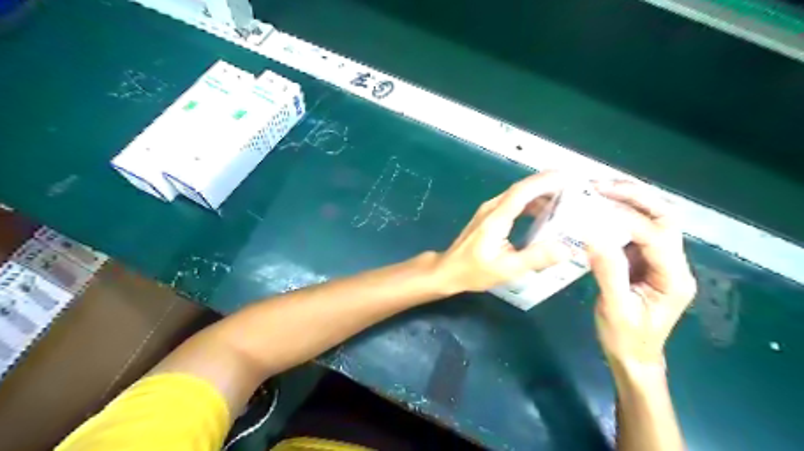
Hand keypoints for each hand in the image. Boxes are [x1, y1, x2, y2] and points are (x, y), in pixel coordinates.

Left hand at [438, 172, 574, 294]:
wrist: (448, 270)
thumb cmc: (475, 271)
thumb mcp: (507, 269)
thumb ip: (535, 258)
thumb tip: (565, 248)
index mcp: (496, 218)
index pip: (522, 192)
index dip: (544, 182)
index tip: (567, 177)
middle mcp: (492, 208)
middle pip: (521, 189)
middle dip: (546, 184)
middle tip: (572, 187)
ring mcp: (488, 211)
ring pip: (516, 195)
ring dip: (538, 193)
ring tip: (563, 199)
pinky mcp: (488, 216)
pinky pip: (511, 202)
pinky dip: (529, 202)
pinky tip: (541, 212)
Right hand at [585, 180, 697, 365]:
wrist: (633, 356)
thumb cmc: (626, 337)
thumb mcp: (615, 308)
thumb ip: (608, 272)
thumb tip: (593, 236)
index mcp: (673, 277)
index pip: (655, 236)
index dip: (626, 218)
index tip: (595, 207)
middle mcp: (673, 263)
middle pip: (664, 217)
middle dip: (635, 197)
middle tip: (601, 186)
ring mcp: (660, 260)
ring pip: (653, 218)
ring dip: (629, 200)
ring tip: (599, 190)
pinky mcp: (645, 260)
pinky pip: (636, 229)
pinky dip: (619, 213)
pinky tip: (599, 209)